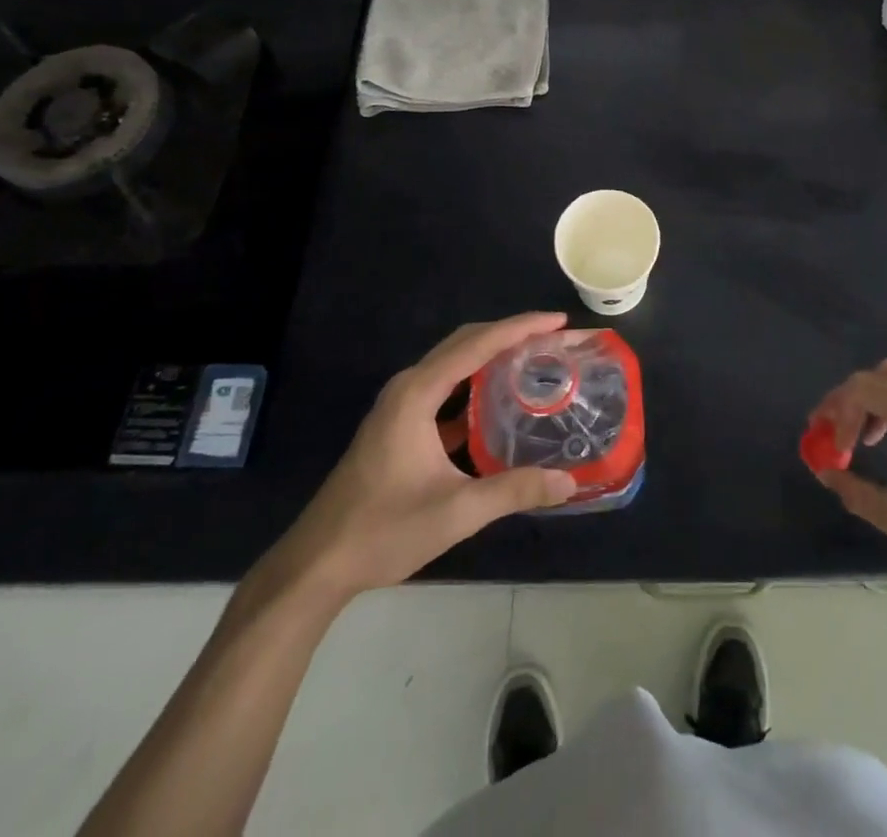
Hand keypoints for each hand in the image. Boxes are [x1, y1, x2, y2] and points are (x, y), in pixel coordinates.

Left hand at [252, 313, 577, 605]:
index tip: (559, 322)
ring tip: (534, 359)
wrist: (318, 563)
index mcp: (417, 393)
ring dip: (493, 355)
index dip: (520, 328)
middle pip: (465, 343)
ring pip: (454, 364)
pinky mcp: (400, 424)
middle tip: (554, 338)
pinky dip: (476, 384)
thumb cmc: (383, 530)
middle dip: (511, 334)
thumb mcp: (456, 512)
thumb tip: (569, 481)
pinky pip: (445, 388)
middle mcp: (408, 387)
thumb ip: (514, 491)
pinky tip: (500, 401)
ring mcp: (401, 405)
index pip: (477, 344)